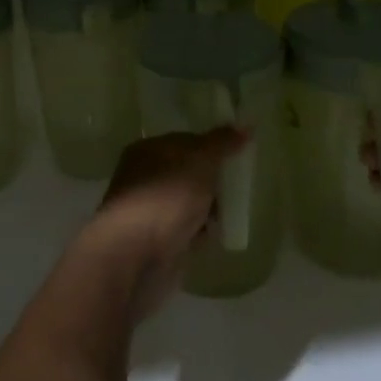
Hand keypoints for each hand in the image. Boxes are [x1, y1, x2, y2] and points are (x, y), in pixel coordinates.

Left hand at [78, 128, 244, 319]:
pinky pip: (185, 229)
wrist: (135, 256)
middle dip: (212, 179)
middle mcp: (144, 177)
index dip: (211, 145)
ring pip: (186, 202)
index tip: (238, 153)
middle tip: (239, 183)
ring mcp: (149, 211)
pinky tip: (216, 234)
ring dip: (207, 207)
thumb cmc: (166, 197)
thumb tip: (246, 125)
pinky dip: (199, 231)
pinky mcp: (156, 242)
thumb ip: (222, 142)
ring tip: (232, 211)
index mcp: (148, 150)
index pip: (185, 140)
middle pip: (186, 172)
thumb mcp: (200, 160)